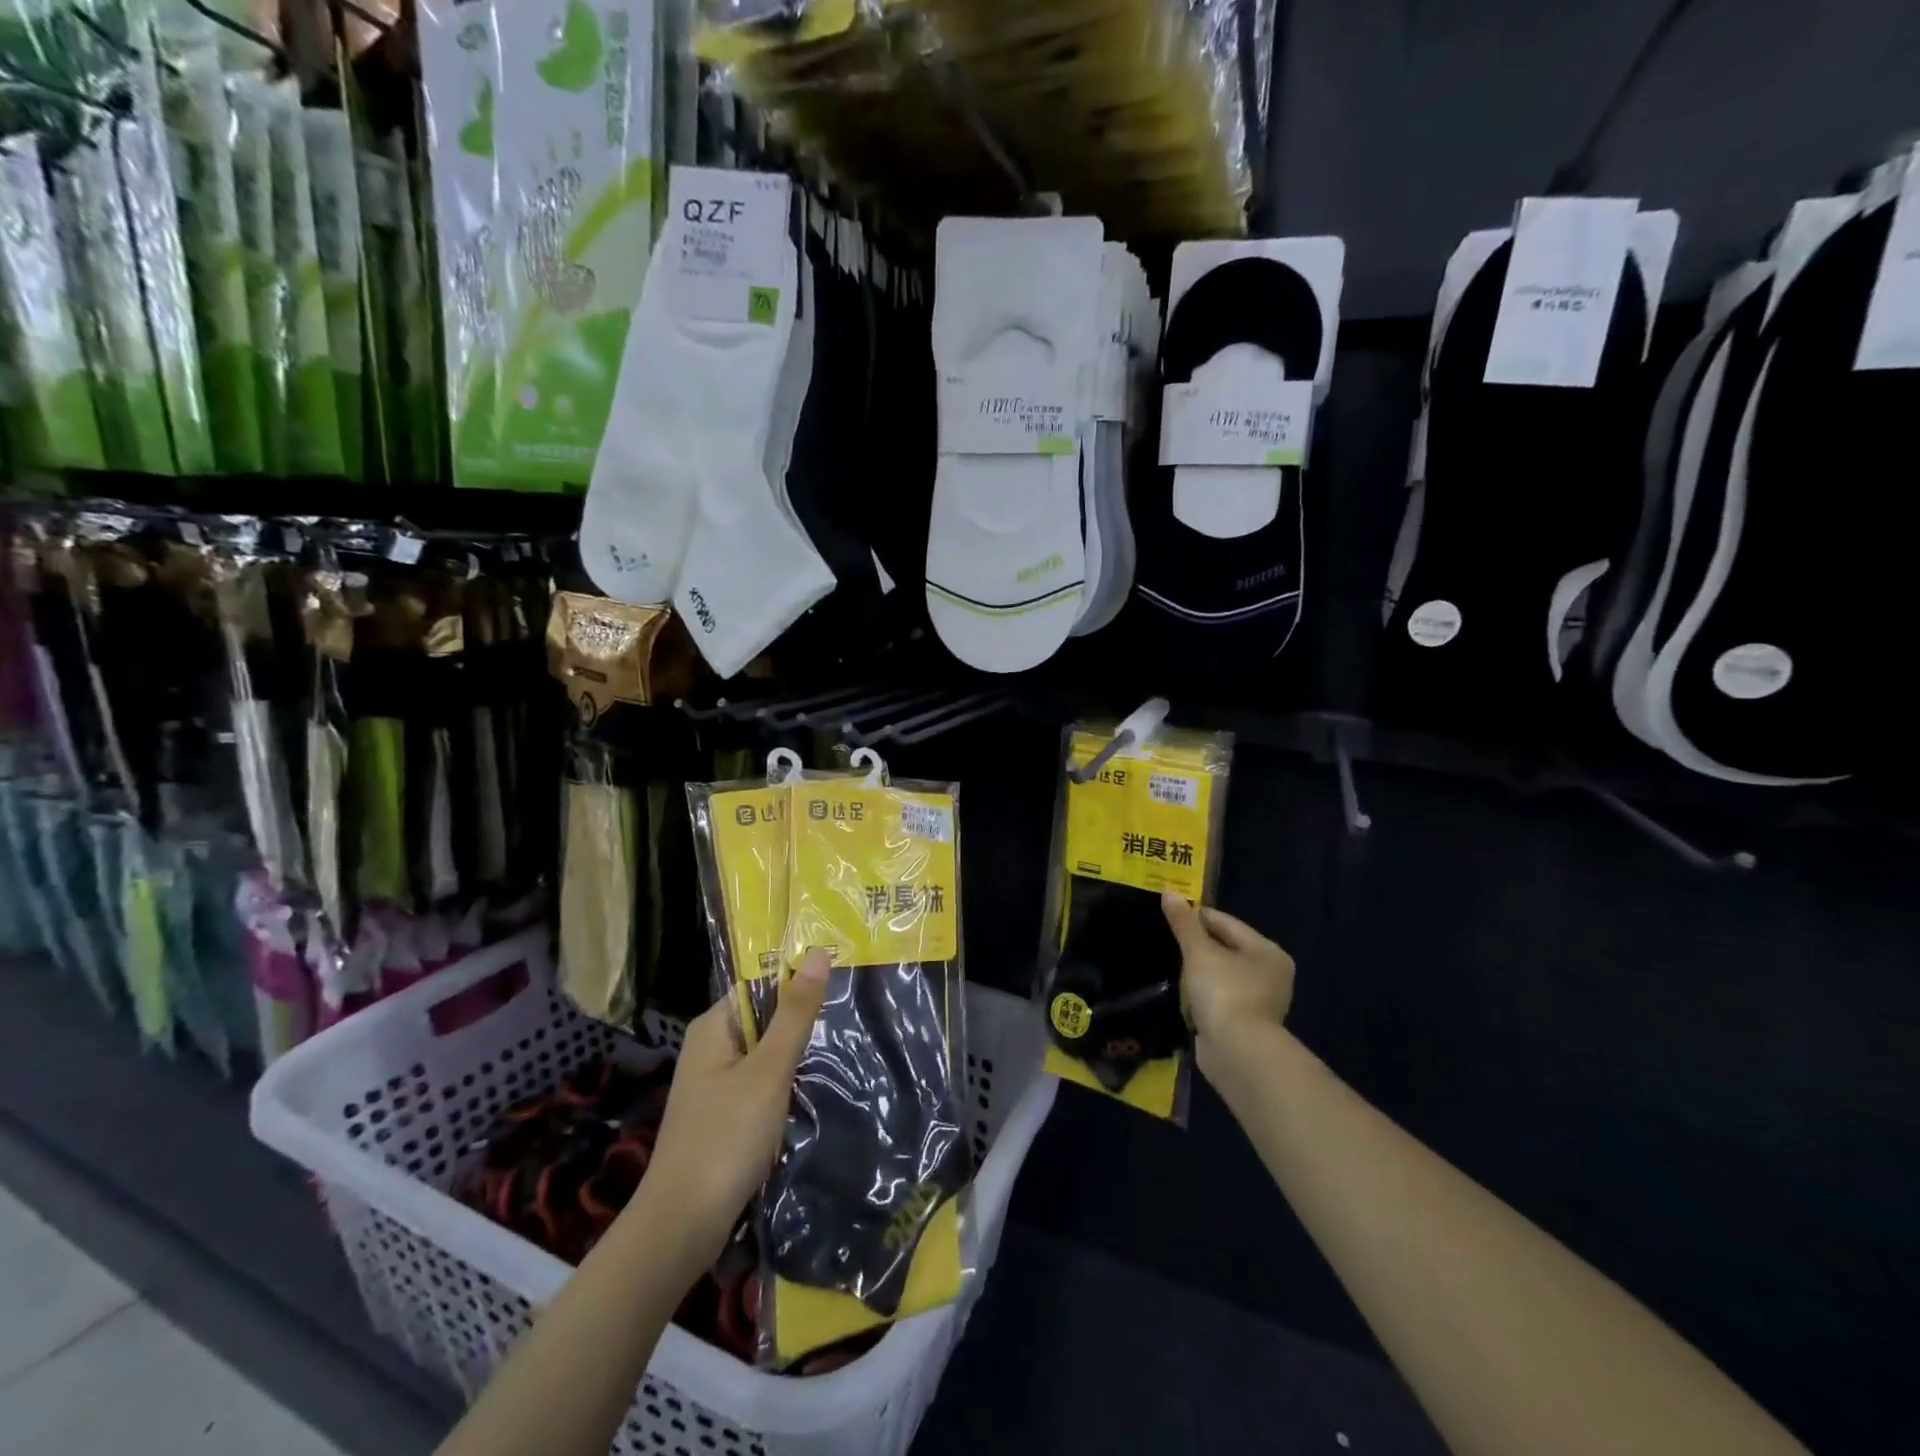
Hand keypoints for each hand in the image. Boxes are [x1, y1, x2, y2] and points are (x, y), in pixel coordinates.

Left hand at [628, 949, 830, 1271]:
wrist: (681, 1228)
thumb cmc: (725, 1138)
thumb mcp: (769, 1071)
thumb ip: (795, 1013)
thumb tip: (819, 952)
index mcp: (712, 1027)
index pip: (759, 984)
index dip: (796, 980)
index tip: (840, 980)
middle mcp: (709, 1048)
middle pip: (764, 1018)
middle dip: (800, 1022)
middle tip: (849, 1016)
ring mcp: (714, 1085)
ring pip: (765, 1055)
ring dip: (796, 1057)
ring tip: (842, 1050)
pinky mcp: (723, 1117)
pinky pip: (760, 1085)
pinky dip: (784, 1086)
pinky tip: (813, 1092)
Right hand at [1161, 892, 1294, 1052]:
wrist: (1237, 1053)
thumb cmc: (1224, 992)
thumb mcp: (1199, 952)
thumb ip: (1184, 924)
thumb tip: (1169, 892)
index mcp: (1267, 952)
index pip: (1227, 923)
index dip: (1197, 916)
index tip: (1170, 913)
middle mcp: (1270, 975)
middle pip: (1226, 949)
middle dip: (1198, 945)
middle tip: (1167, 938)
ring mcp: (1259, 1002)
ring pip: (1221, 975)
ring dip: (1199, 972)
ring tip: (1172, 966)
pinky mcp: (1244, 1024)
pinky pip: (1218, 999)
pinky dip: (1202, 996)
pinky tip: (1182, 995)